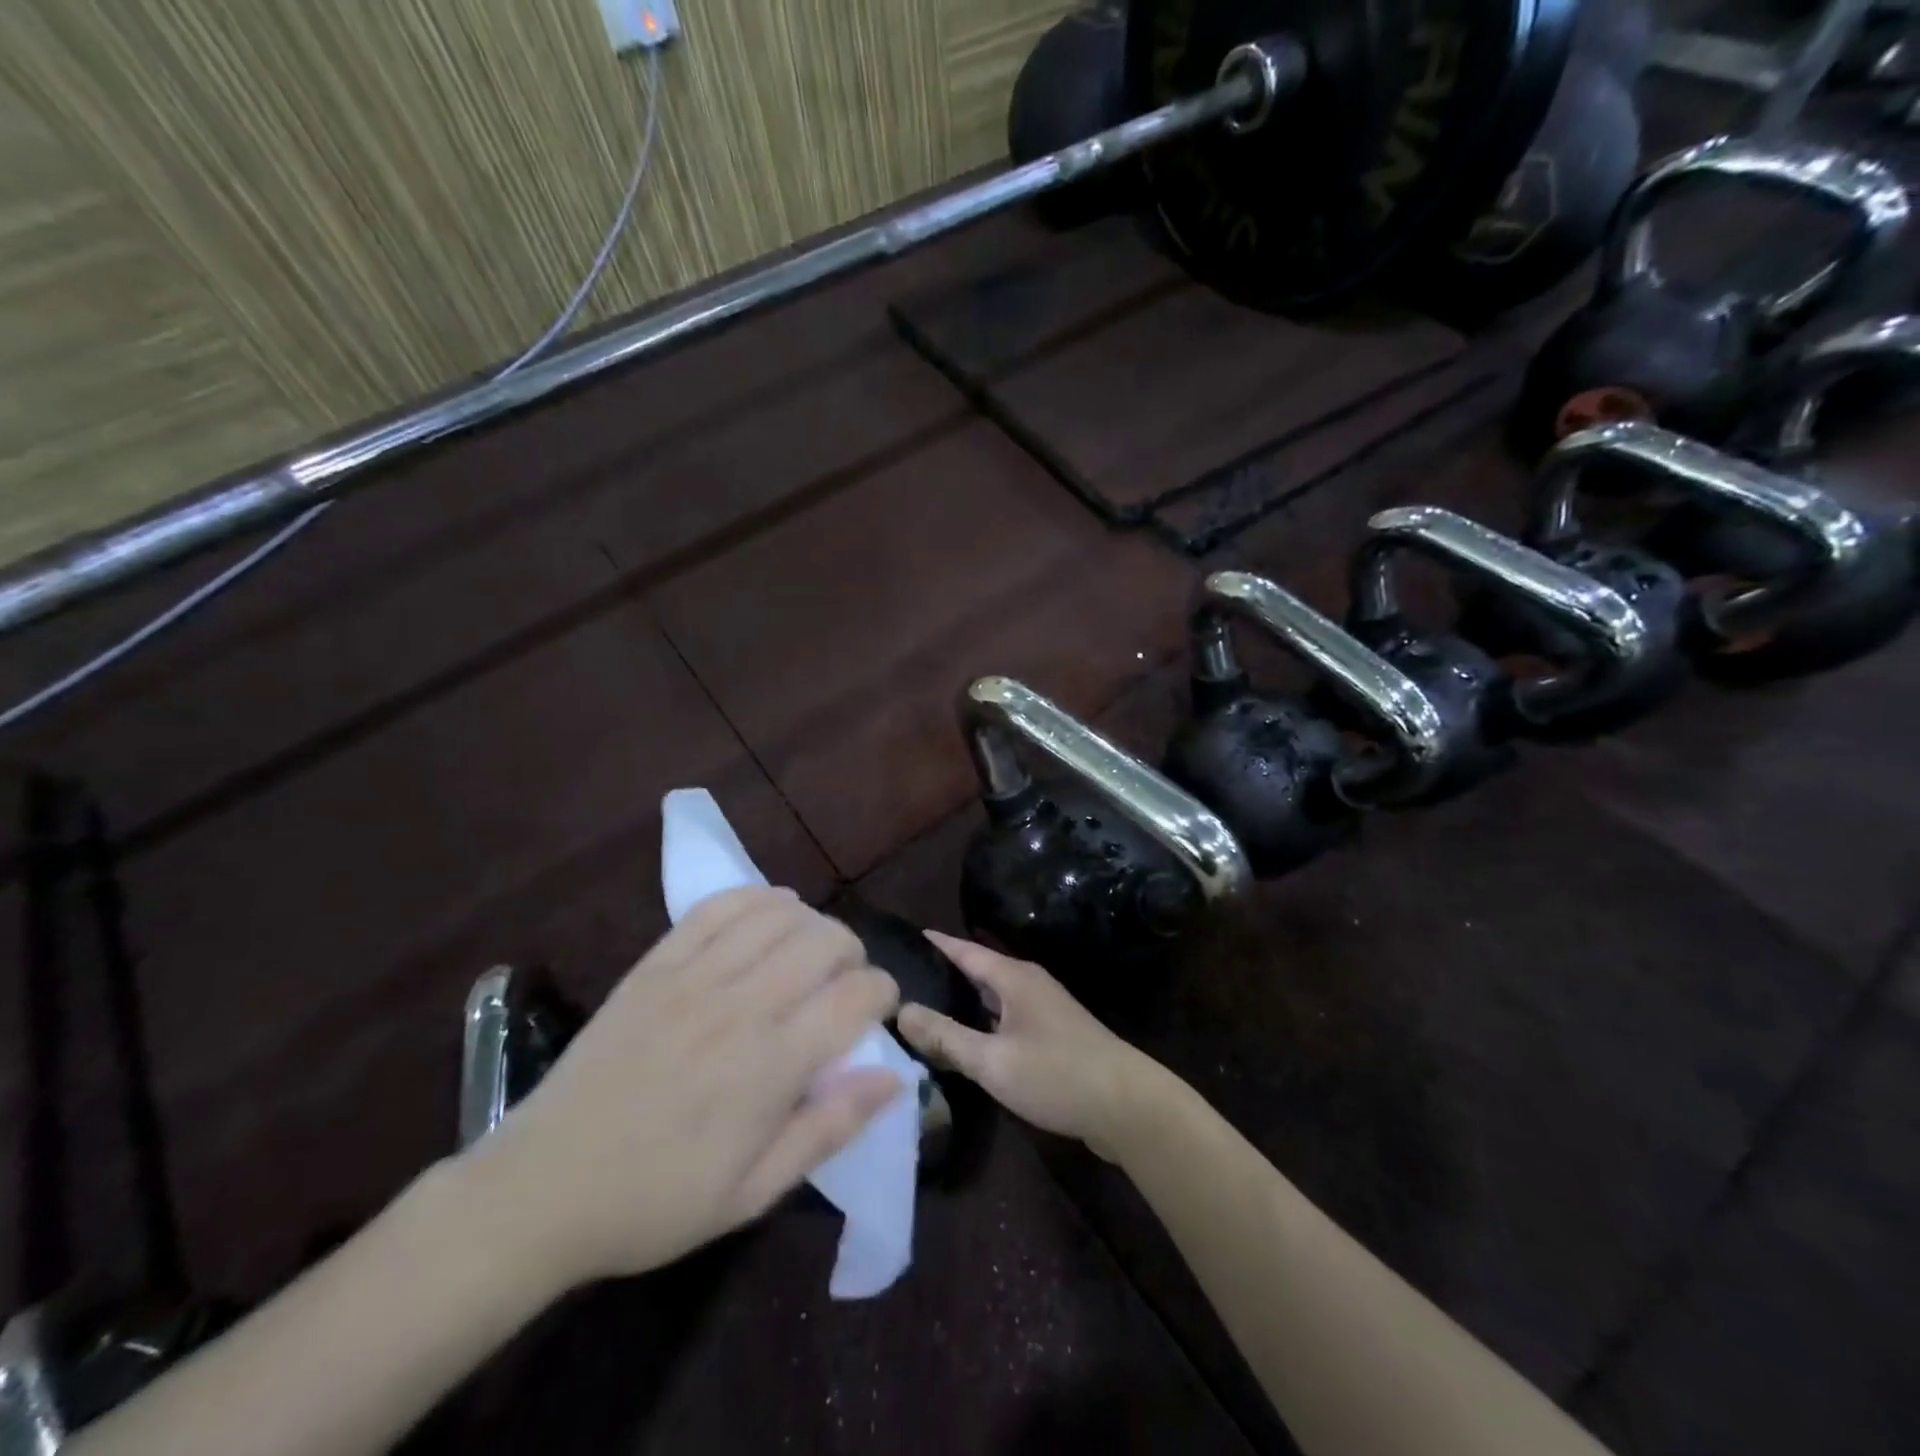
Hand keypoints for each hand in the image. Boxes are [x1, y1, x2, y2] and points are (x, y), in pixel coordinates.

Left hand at [462, 887, 901, 1288]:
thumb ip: (829, 1129)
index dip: (882, 992)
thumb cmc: (656, 1201)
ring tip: (811, 948)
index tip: (880, 1008)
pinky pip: (717, 907)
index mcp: (770, 1067)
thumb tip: (895, 1080)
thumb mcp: (753, 1193)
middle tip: (846, 980)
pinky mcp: (656, 964)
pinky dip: (756, 898)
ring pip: (777, 915)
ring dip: (811, 922)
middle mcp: (740, 1007)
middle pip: (824, 941)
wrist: (543, 1188)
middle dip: (852, 952)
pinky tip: (770, 913)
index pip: (855, 997)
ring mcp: (693, 977)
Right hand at [895, 932, 1173, 1162]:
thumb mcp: (993, 1060)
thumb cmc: (1057, 1075)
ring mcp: (1044, 1011)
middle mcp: (1029, 986)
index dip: (937, 943)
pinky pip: (1006, 1020)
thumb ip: (945, 1037)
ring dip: (964, 1001)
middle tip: (904, 979)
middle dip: (945, 973)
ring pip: (993, 998)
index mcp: (1014, 978)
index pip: (966, 951)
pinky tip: (965, 1043)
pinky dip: (982, 1024)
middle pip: (979, 972)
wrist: (1127, 1107)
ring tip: (925, 1008)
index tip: (907, 935)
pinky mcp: (1053, 1037)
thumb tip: (900, 1010)